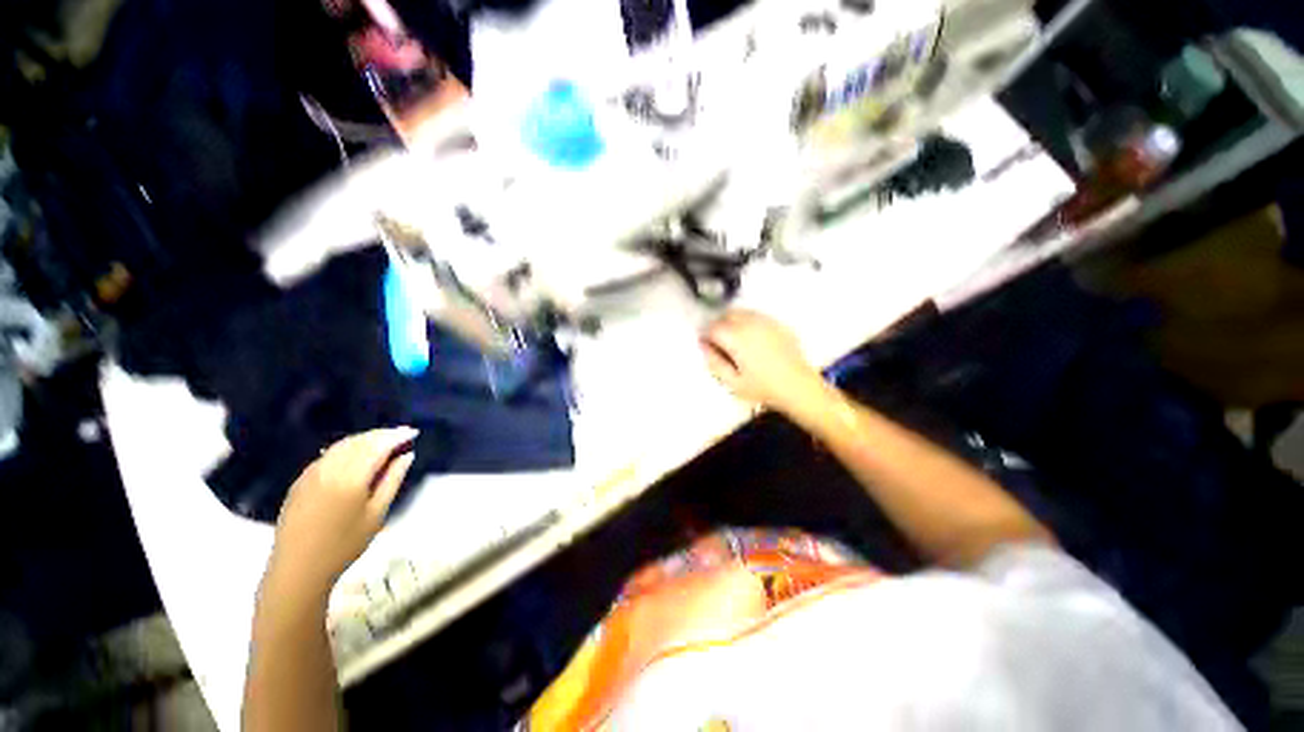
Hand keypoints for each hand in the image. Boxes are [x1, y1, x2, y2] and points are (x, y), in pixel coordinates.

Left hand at [266, 428, 417, 599]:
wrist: (299, 568)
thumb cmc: (344, 545)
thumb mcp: (376, 514)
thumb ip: (392, 480)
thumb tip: (407, 455)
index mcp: (350, 478)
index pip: (377, 446)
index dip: (396, 436)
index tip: (413, 432)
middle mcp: (329, 469)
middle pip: (359, 441)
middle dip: (381, 434)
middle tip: (401, 434)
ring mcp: (311, 474)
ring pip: (341, 445)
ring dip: (364, 439)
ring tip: (382, 441)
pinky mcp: (300, 481)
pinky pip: (327, 455)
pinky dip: (347, 448)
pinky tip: (355, 454)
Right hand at [700, 310, 827, 416]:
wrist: (798, 387)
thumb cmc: (763, 388)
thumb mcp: (733, 382)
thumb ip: (714, 363)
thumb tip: (704, 347)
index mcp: (737, 338)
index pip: (713, 327)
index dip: (706, 335)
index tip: (705, 345)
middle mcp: (751, 324)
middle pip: (727, 315)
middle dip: (718, 325)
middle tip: (718, 342)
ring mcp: (767, 322)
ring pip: (742, 312)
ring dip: (733, 321)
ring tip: (734, 340)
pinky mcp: (779, 325)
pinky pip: (757, 316)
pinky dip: (748, 322)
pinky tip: (752, 339)